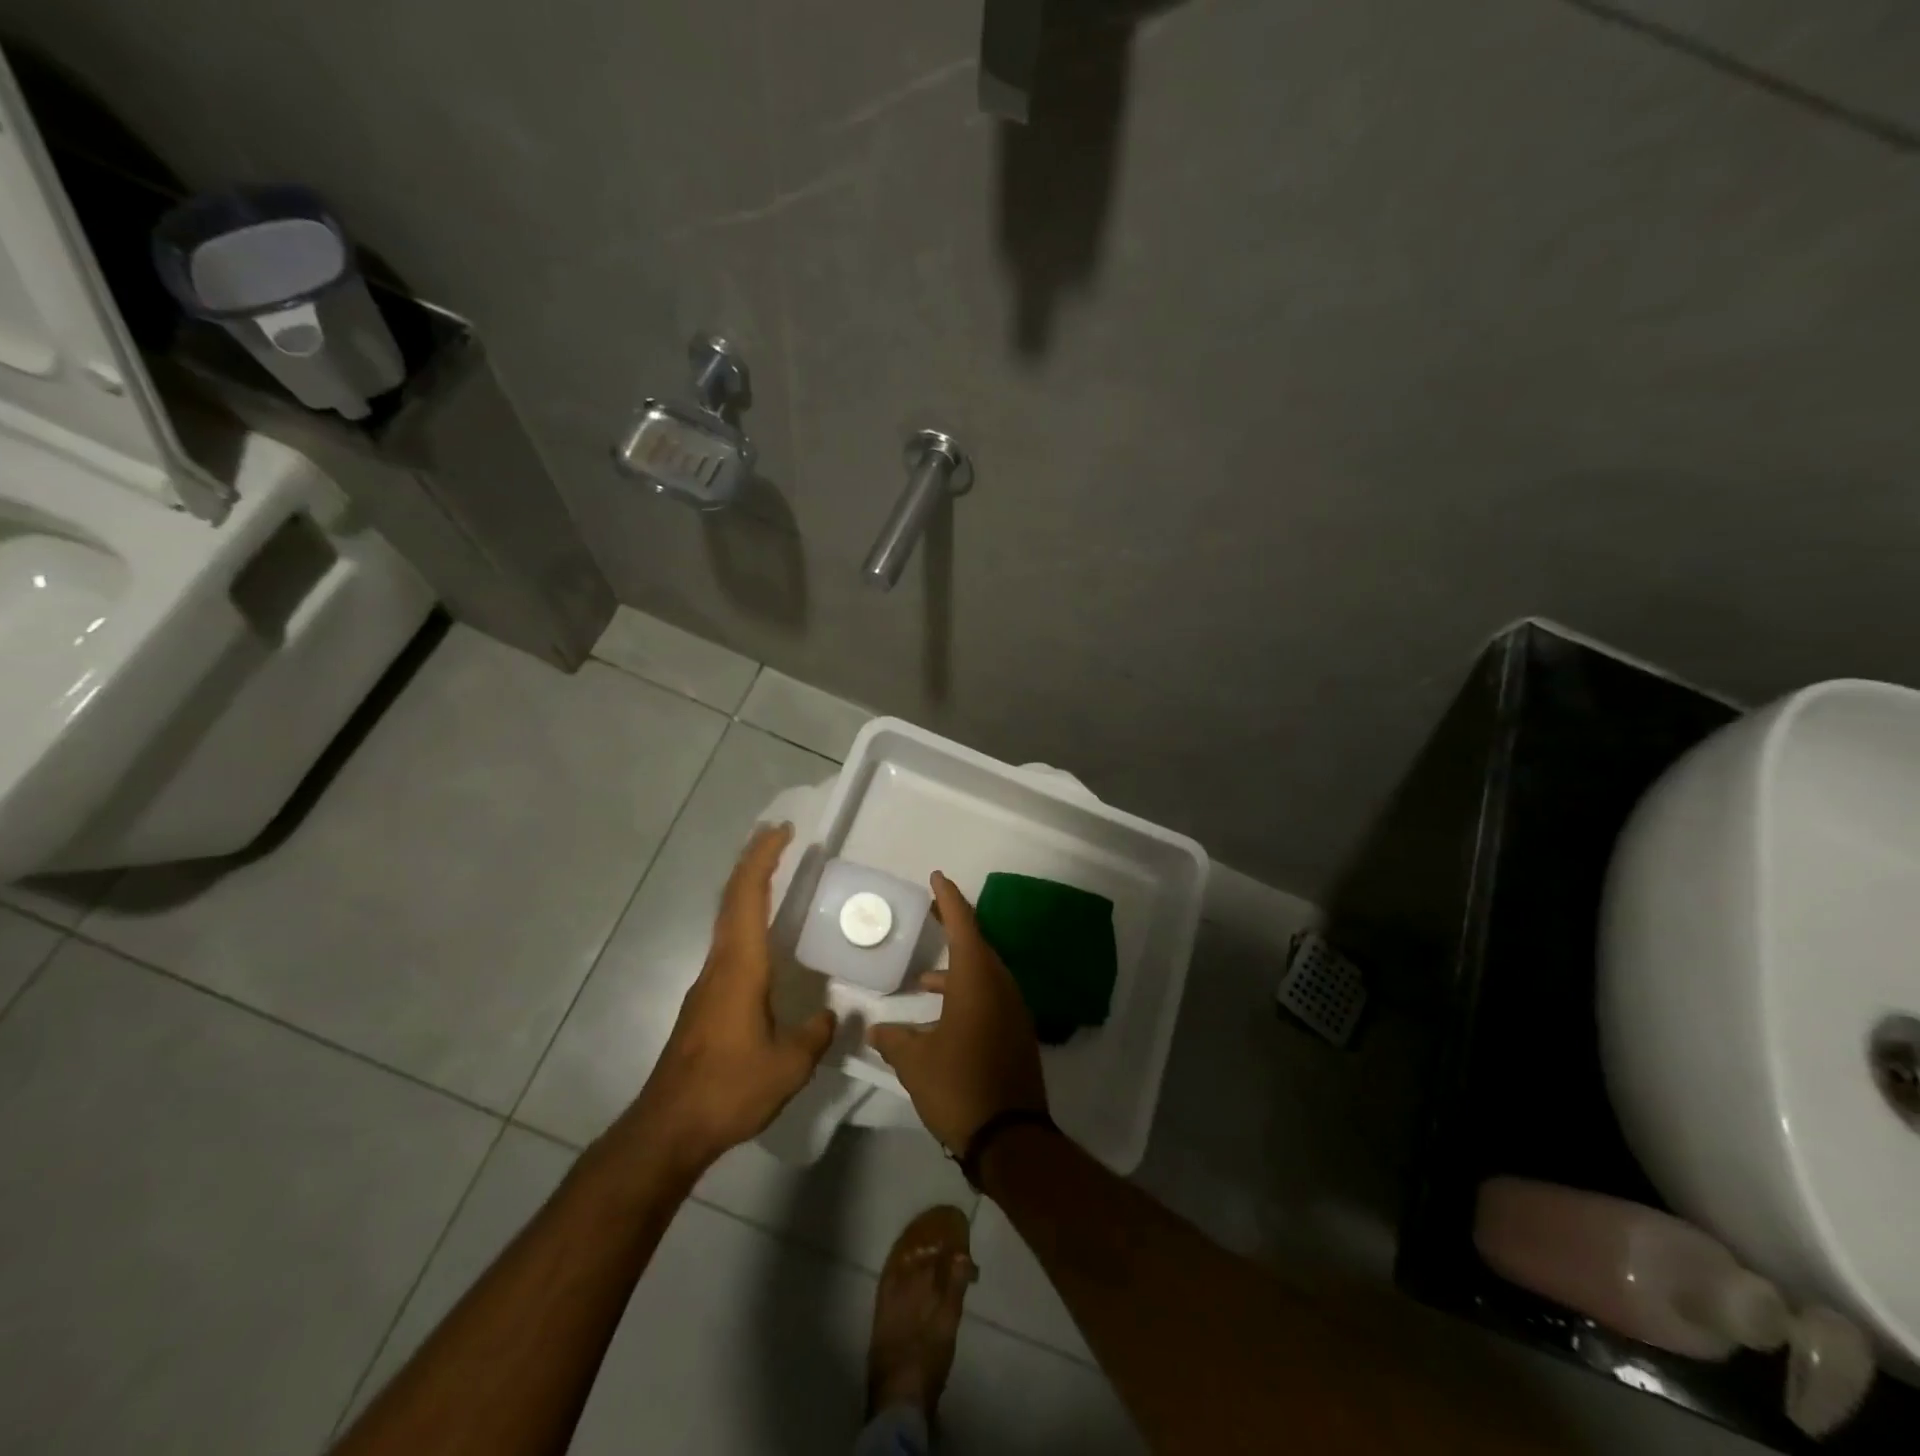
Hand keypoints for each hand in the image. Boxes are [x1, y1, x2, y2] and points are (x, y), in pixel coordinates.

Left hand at [621, 823, 836, 1173]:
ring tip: (773, 874)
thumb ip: (815, 1034)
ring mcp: (707, 983)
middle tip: (778, 837)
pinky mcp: (704, 1003)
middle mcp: (719, 965)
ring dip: (747, 888)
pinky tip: (762, 938)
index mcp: (740, 968)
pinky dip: (744, 919)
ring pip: (726, 920)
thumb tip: (833, 1015)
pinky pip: (727, 943)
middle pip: (732, 899)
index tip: (782, 832)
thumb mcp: (787, 1066)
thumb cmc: (729, 1090)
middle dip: (753, 862)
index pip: (747, 898)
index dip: (763, 859)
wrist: (668, 1129)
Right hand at [869, 871, 1048, 1152]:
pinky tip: (942, 1015)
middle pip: (977, 944)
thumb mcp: (915, 1063)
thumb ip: (894, 1040)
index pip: (963, 926)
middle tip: (931, 912)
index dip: (949, 899)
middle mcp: (1000, 987)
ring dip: (957, 967)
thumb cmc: (959, 1087)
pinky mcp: (1016, 1033)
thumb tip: (875, 1030)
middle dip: (953, 927)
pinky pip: (990, 996)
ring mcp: (1013, 1010)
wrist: (1011, 1137)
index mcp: (977, 981)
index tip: (937, 877)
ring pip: (984, 973)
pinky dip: (966, 992)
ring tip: (923, 977)